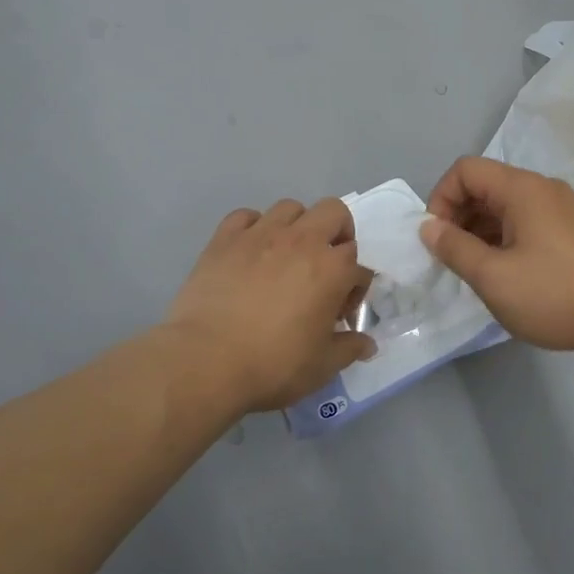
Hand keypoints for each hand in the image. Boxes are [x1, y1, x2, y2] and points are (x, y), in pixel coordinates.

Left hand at [164, 199, 375, 412]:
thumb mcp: (321, 366)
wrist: (205, 361)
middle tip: (326, 265)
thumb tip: (368, 345)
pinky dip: (253, 227)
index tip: (339, 314)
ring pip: (291, 207)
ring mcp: (261, 234)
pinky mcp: (225, 238)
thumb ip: (349, 349)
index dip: (355, 290)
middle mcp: (302, 240)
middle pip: (334, 212)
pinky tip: (250, 251)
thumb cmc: (272, 365)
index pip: (359, 266)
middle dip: (338, 234)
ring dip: (298, 226)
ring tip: (287, 255)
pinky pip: (246, 216)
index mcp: (332, 269)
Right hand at [420, 157, 573, 361]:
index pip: (465, 170)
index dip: (440, 199)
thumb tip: (428, 227)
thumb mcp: (493, 277)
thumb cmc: (556, 294)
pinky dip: (506, 237)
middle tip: (452, 258)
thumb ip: (454, 248)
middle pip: (486, 185)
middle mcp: (543, 188)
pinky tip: (507, 272)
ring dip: (481, 230)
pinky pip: (528, 220)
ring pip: (507, 205)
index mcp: (521, 188)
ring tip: (476, 270)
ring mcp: (563, 208)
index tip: (436, 239)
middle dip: (458, 216)